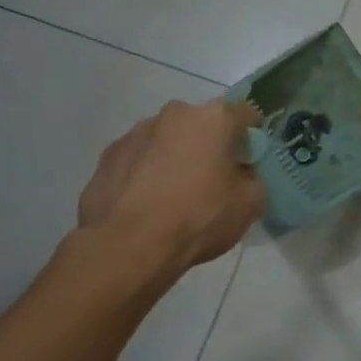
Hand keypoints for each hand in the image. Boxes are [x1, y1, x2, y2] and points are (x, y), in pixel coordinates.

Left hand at [77, 100, 265, 280]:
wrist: (129, 246)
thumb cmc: (199, 217)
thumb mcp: (251, 203)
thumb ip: (252, 178)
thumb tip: (241, 174)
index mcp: (214, 118)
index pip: (246, 114)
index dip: (251, 137)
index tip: (249, 161)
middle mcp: (174, 114)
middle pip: (202, 124)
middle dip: (209, 145)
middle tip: (212, 180)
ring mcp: (135, 132)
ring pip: (167, 140)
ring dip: (175, 156)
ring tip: (174, 195)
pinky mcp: (108, 156)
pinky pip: (138, 158)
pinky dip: (145, 172)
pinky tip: (147, 203)